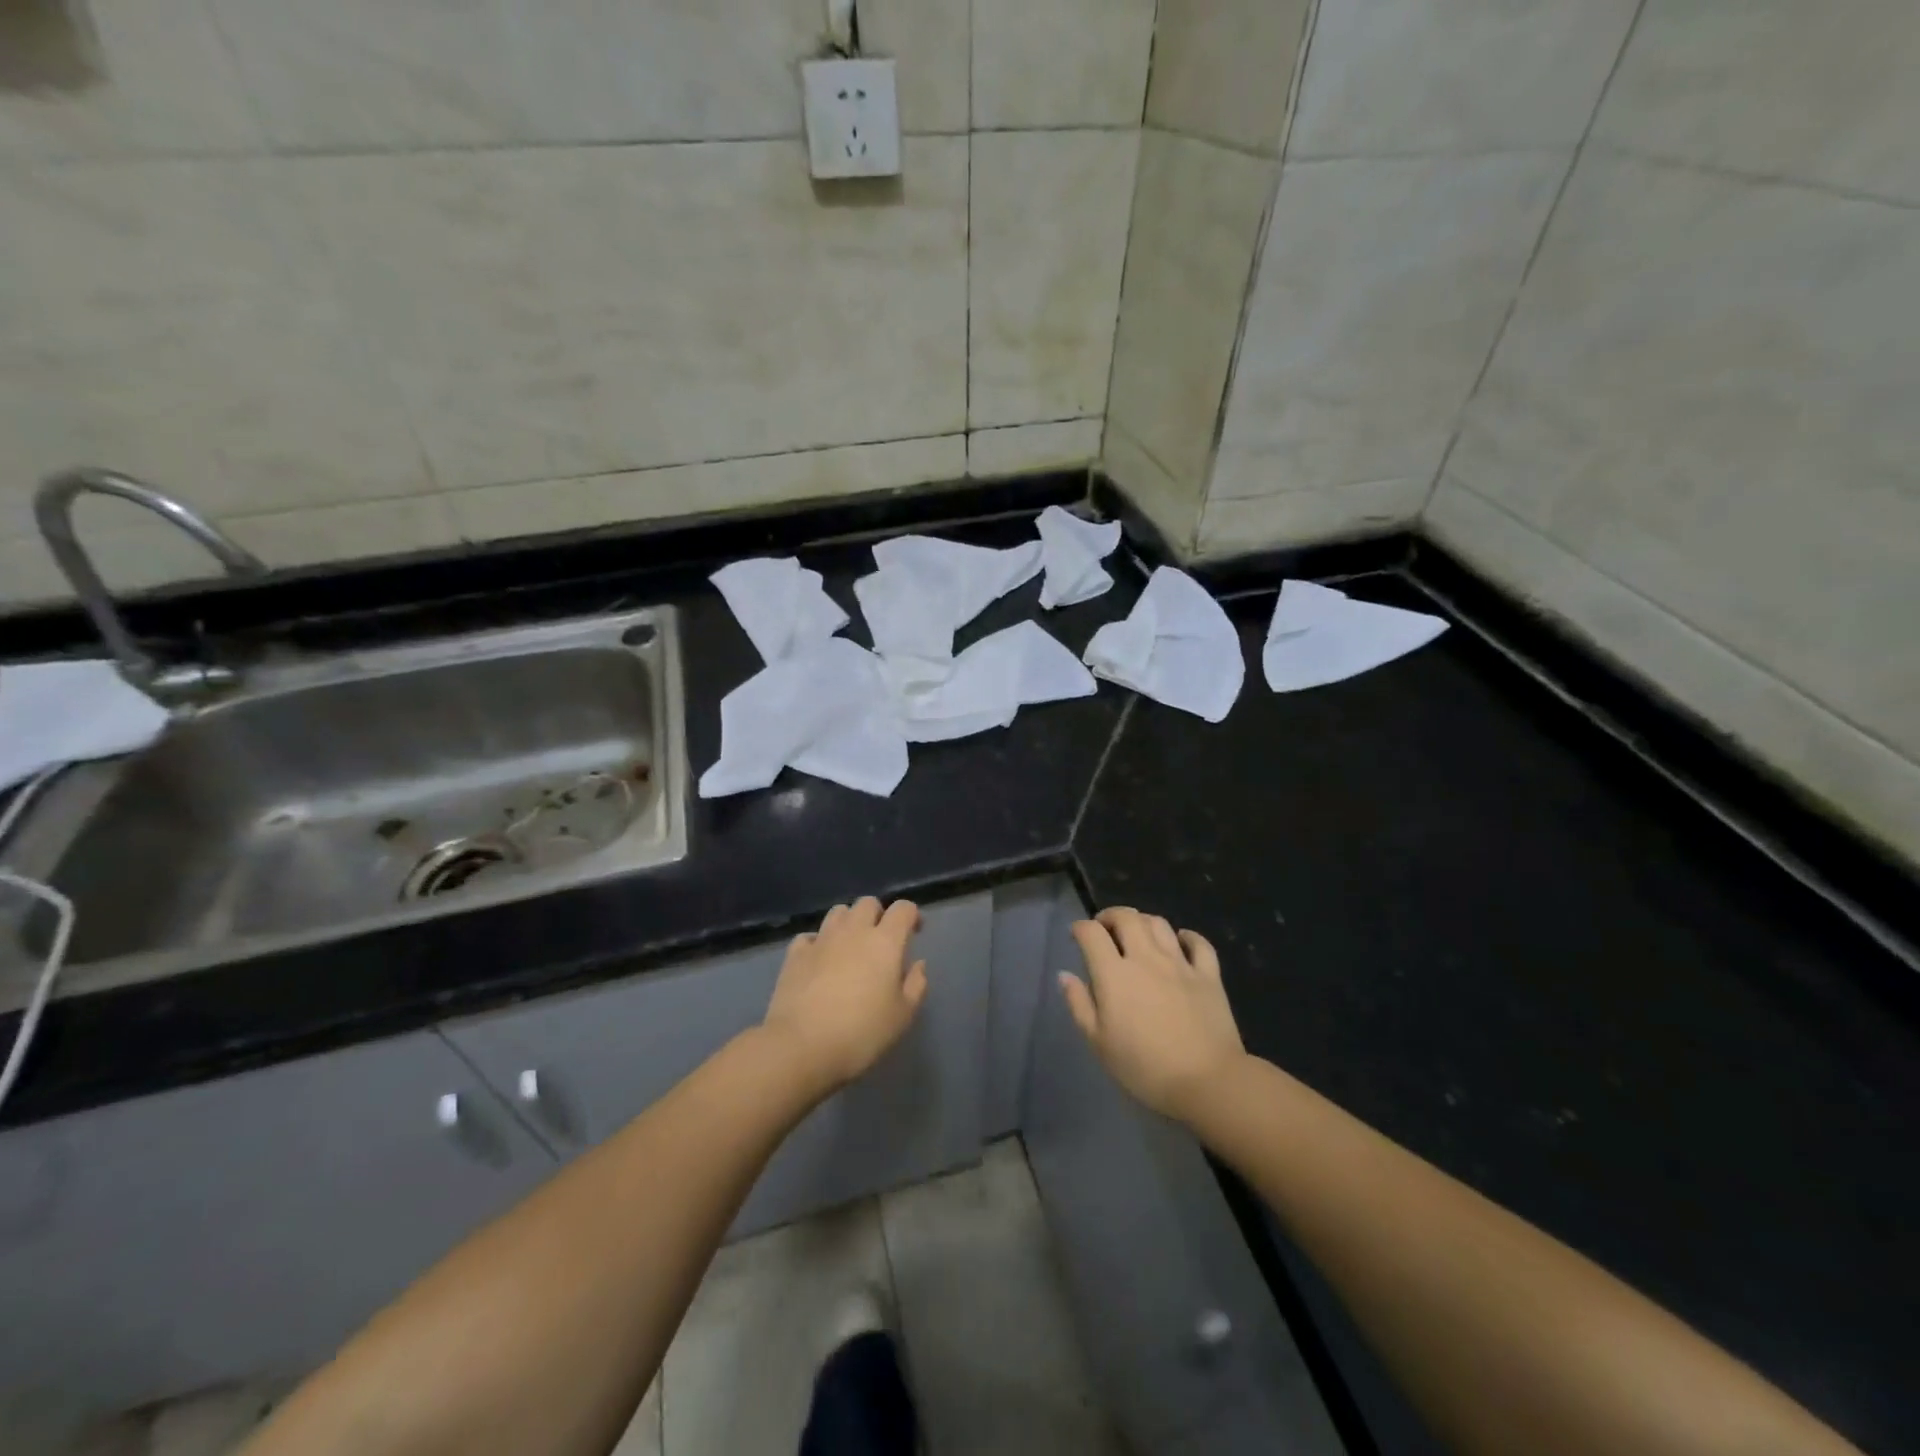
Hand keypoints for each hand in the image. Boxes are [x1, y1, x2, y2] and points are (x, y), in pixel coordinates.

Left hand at [762, 897, 927, 1094]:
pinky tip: (820, 961)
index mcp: (885, 941)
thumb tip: (917, 964)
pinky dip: (818, 942)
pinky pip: (810, 936)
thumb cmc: (861, 1033)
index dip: (911, 915)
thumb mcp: (902, 1016)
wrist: (802, 1046)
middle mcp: (853, 931)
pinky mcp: (795, 954)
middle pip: (868, 903)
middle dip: (878, 915)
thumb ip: (915, 985)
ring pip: (838, 912)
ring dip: (849, 923)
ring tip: (850, 947)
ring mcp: (821, 940)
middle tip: (881, 941)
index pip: (903, 908)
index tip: (915, 932)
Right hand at [1060, 907, 1246, 1122]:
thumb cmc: (1144, 1068)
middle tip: (1105, 928)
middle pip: (1126, 918)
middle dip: (1110, 916)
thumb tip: (1066, 975)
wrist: (1207, 1082)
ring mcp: (1180, 964)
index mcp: (1114, 974)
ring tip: (1137, 933)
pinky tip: (1181, 940)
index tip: (1076, 936)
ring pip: (1159, 924)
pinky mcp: (1208, 975)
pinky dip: (1187, 936)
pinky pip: (1199, 943)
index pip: (1091, 933)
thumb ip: (1079, 1004)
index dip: (1080, 928)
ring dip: (1143, 921)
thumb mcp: (1099, 1043)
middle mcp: (1146, 958)